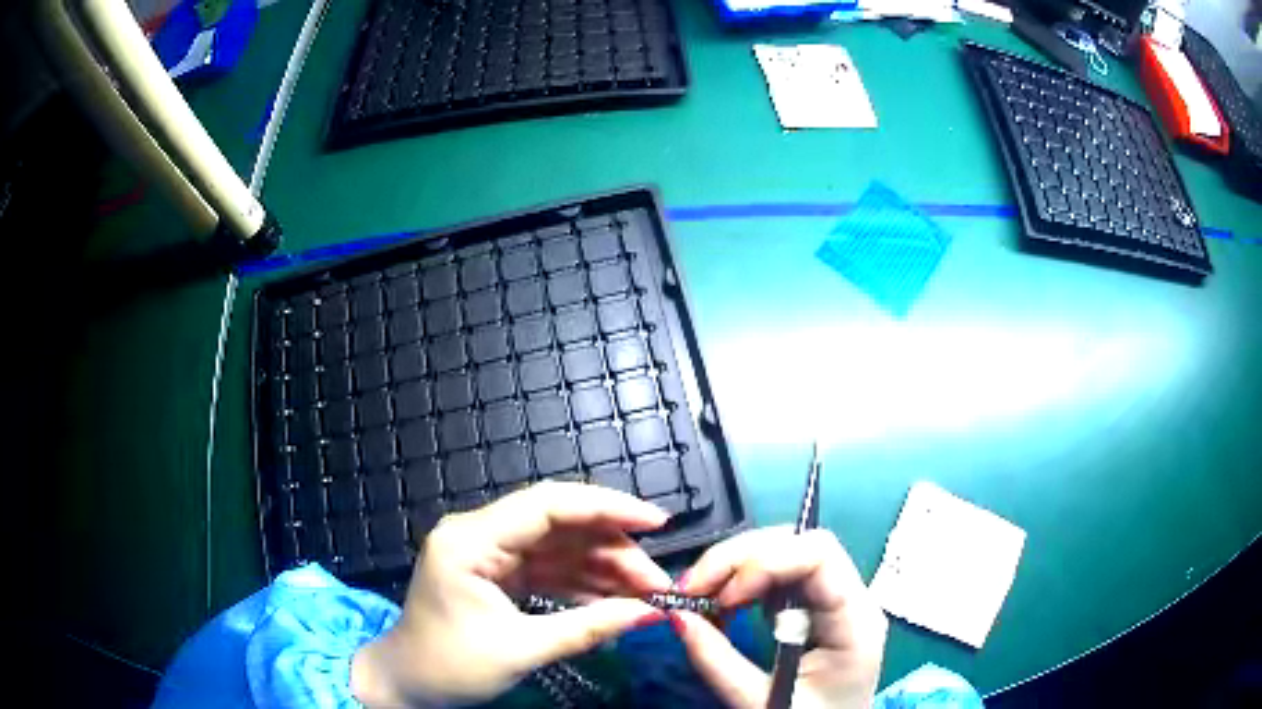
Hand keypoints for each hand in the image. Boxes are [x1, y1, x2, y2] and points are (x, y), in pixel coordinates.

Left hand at [351, 482, 673, 705]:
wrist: (406, 685)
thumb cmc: (449, 666)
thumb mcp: (520, 650)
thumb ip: (588, 628)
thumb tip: (652, 613)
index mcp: (471, 539)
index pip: (547, 505)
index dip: (606, 507)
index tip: (657, 523)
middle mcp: (480, 534)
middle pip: (561, 524)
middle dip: (613, 549)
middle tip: (657, 581)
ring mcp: (490, 554)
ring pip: (561, 547)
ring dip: (604, 568)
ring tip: (646, 594)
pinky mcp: (498, 574)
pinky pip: (550, 569)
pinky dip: (584, 584)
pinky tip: (615, 601)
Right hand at [672, 527, 887, 708]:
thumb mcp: (761, 703)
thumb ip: (718, 662)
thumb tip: (676, 615)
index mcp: (856, 622)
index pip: (820, 555)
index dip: (766, 562)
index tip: (722, 596)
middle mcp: (853, 598)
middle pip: (799, 544)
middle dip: (739, 558)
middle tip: (691, 588)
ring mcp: (836, 599)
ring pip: (786, 552)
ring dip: (735, 567)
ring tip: (700, 598)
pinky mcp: (817, 607)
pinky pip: (779, 575)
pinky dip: (742, 582)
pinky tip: (722, 605)